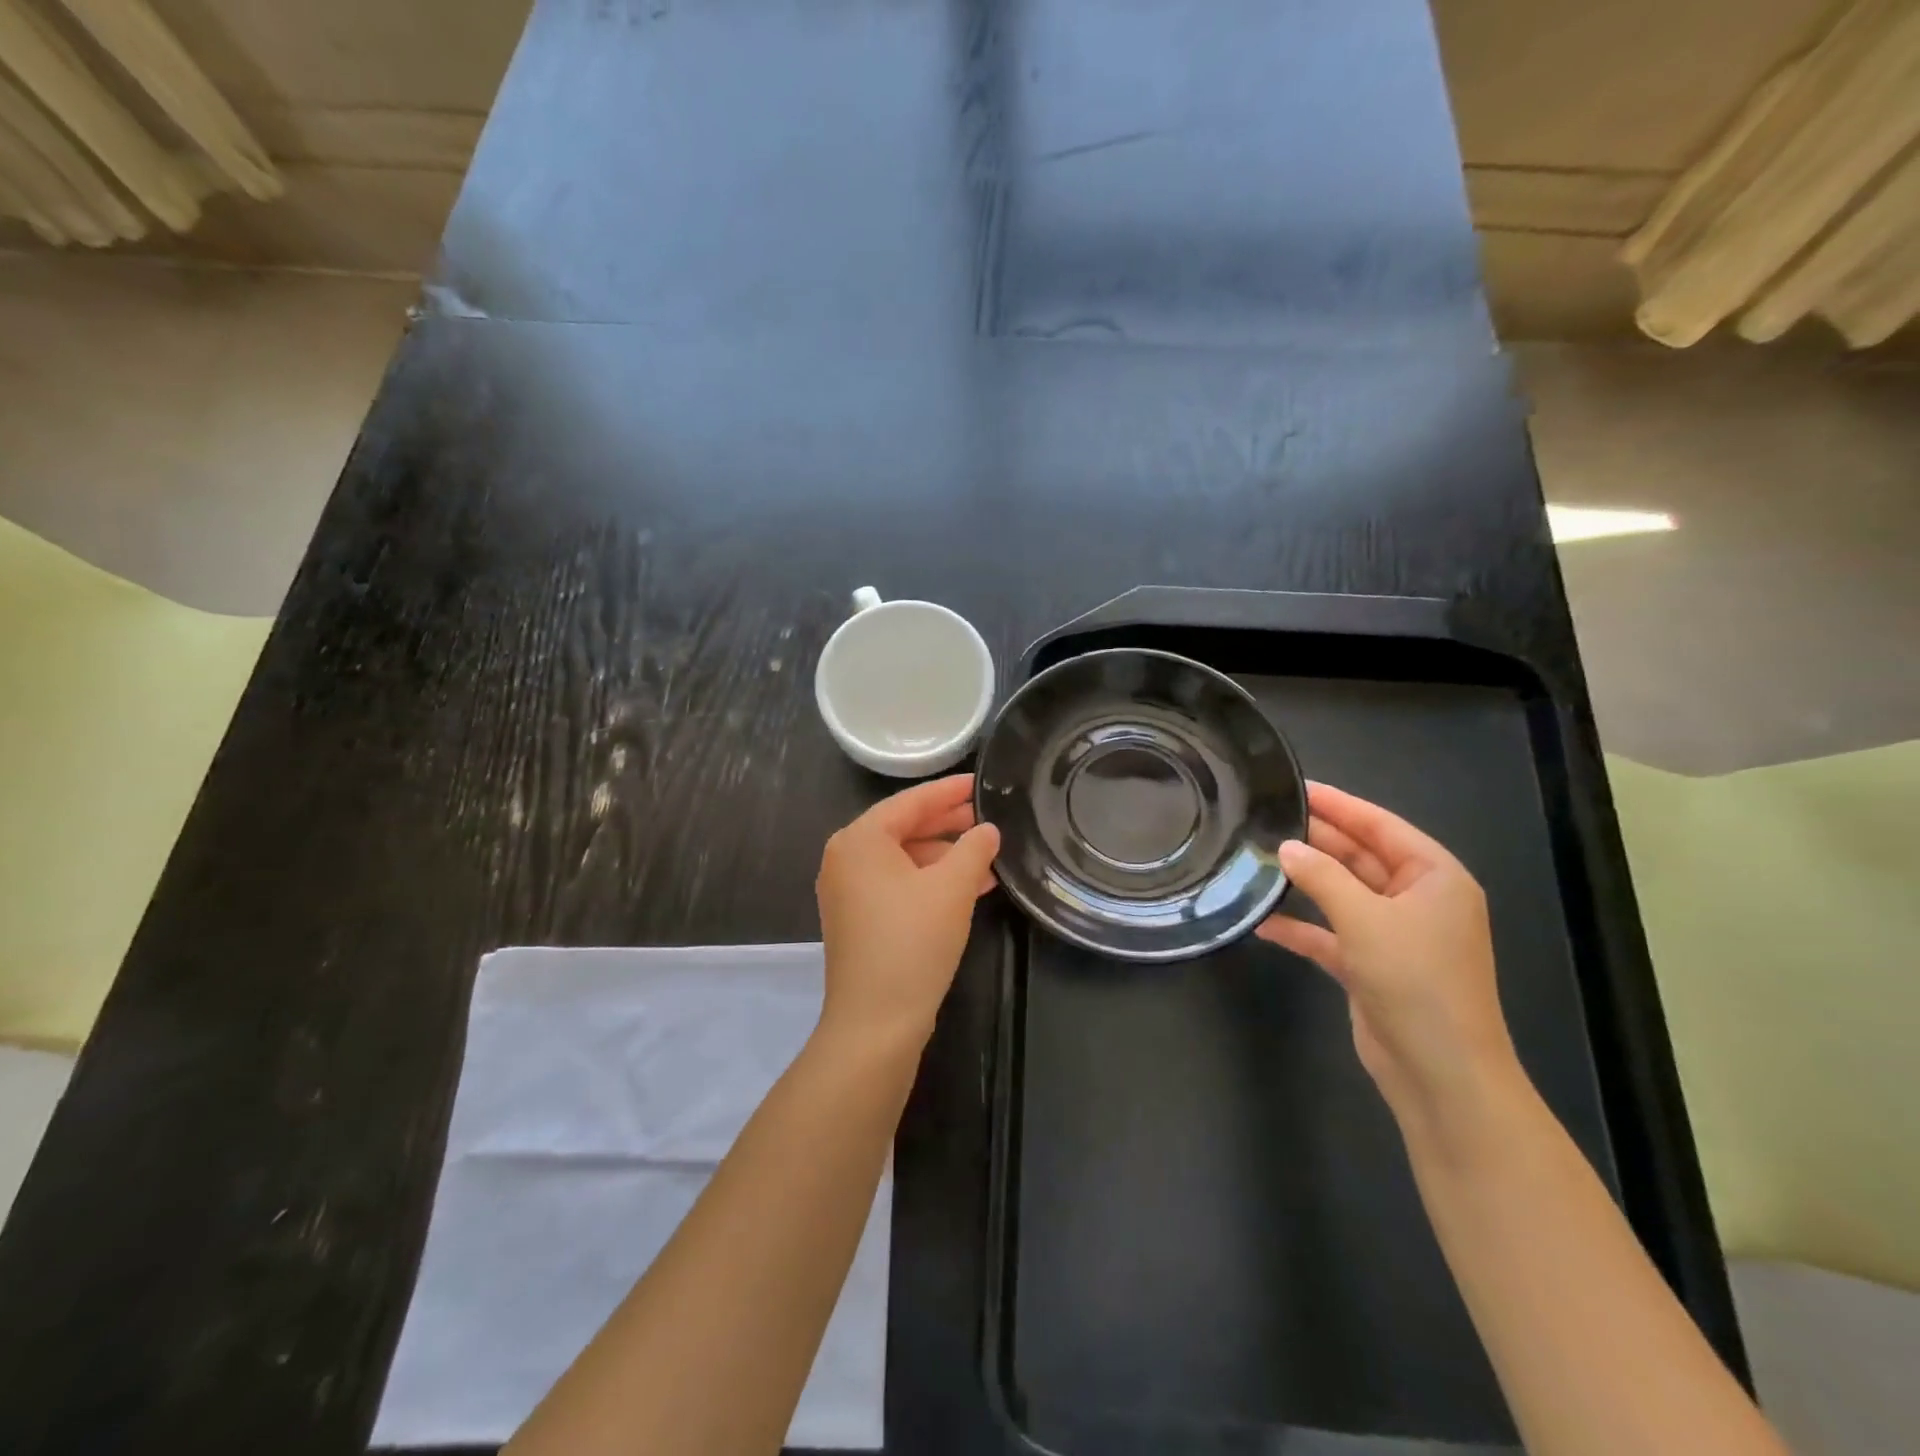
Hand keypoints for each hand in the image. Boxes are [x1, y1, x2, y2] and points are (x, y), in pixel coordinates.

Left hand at [815, 774, 1001, 1049]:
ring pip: (903, 859)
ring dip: (944, 856)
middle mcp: (845, 858)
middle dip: (948, 824)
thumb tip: (987, 830)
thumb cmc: (912, 942)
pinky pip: (897, 885)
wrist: (875, 1022)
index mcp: (859, 840)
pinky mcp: (856, 919)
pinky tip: (968, 888)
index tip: (980, 783)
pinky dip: (929, 881)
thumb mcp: (952, 888)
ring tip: (987, 856)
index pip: (910, 802)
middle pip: (903, 828)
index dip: (949, 791)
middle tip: (987, 817)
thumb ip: (974, 849)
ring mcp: (847, 891)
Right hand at [1257, 782, 1520, 1123]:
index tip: (1297, 785)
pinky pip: (1330, 934)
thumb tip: (1286, 847)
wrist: (1441, 1073)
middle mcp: (1417, 900)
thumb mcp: (1365, 919)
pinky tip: (1263, 921)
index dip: (1339, 805)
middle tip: (1265, 818)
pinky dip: (1301, 928)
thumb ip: (1322, 877)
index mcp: (1435, 878)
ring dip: (1305, 882)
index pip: (1381, 826)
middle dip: (1316, 841)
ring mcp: (1394, 934)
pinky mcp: (1371, 965)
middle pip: (1360, 857)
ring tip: (1258, 859)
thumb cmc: (1416, 982)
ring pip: (1342, 894)